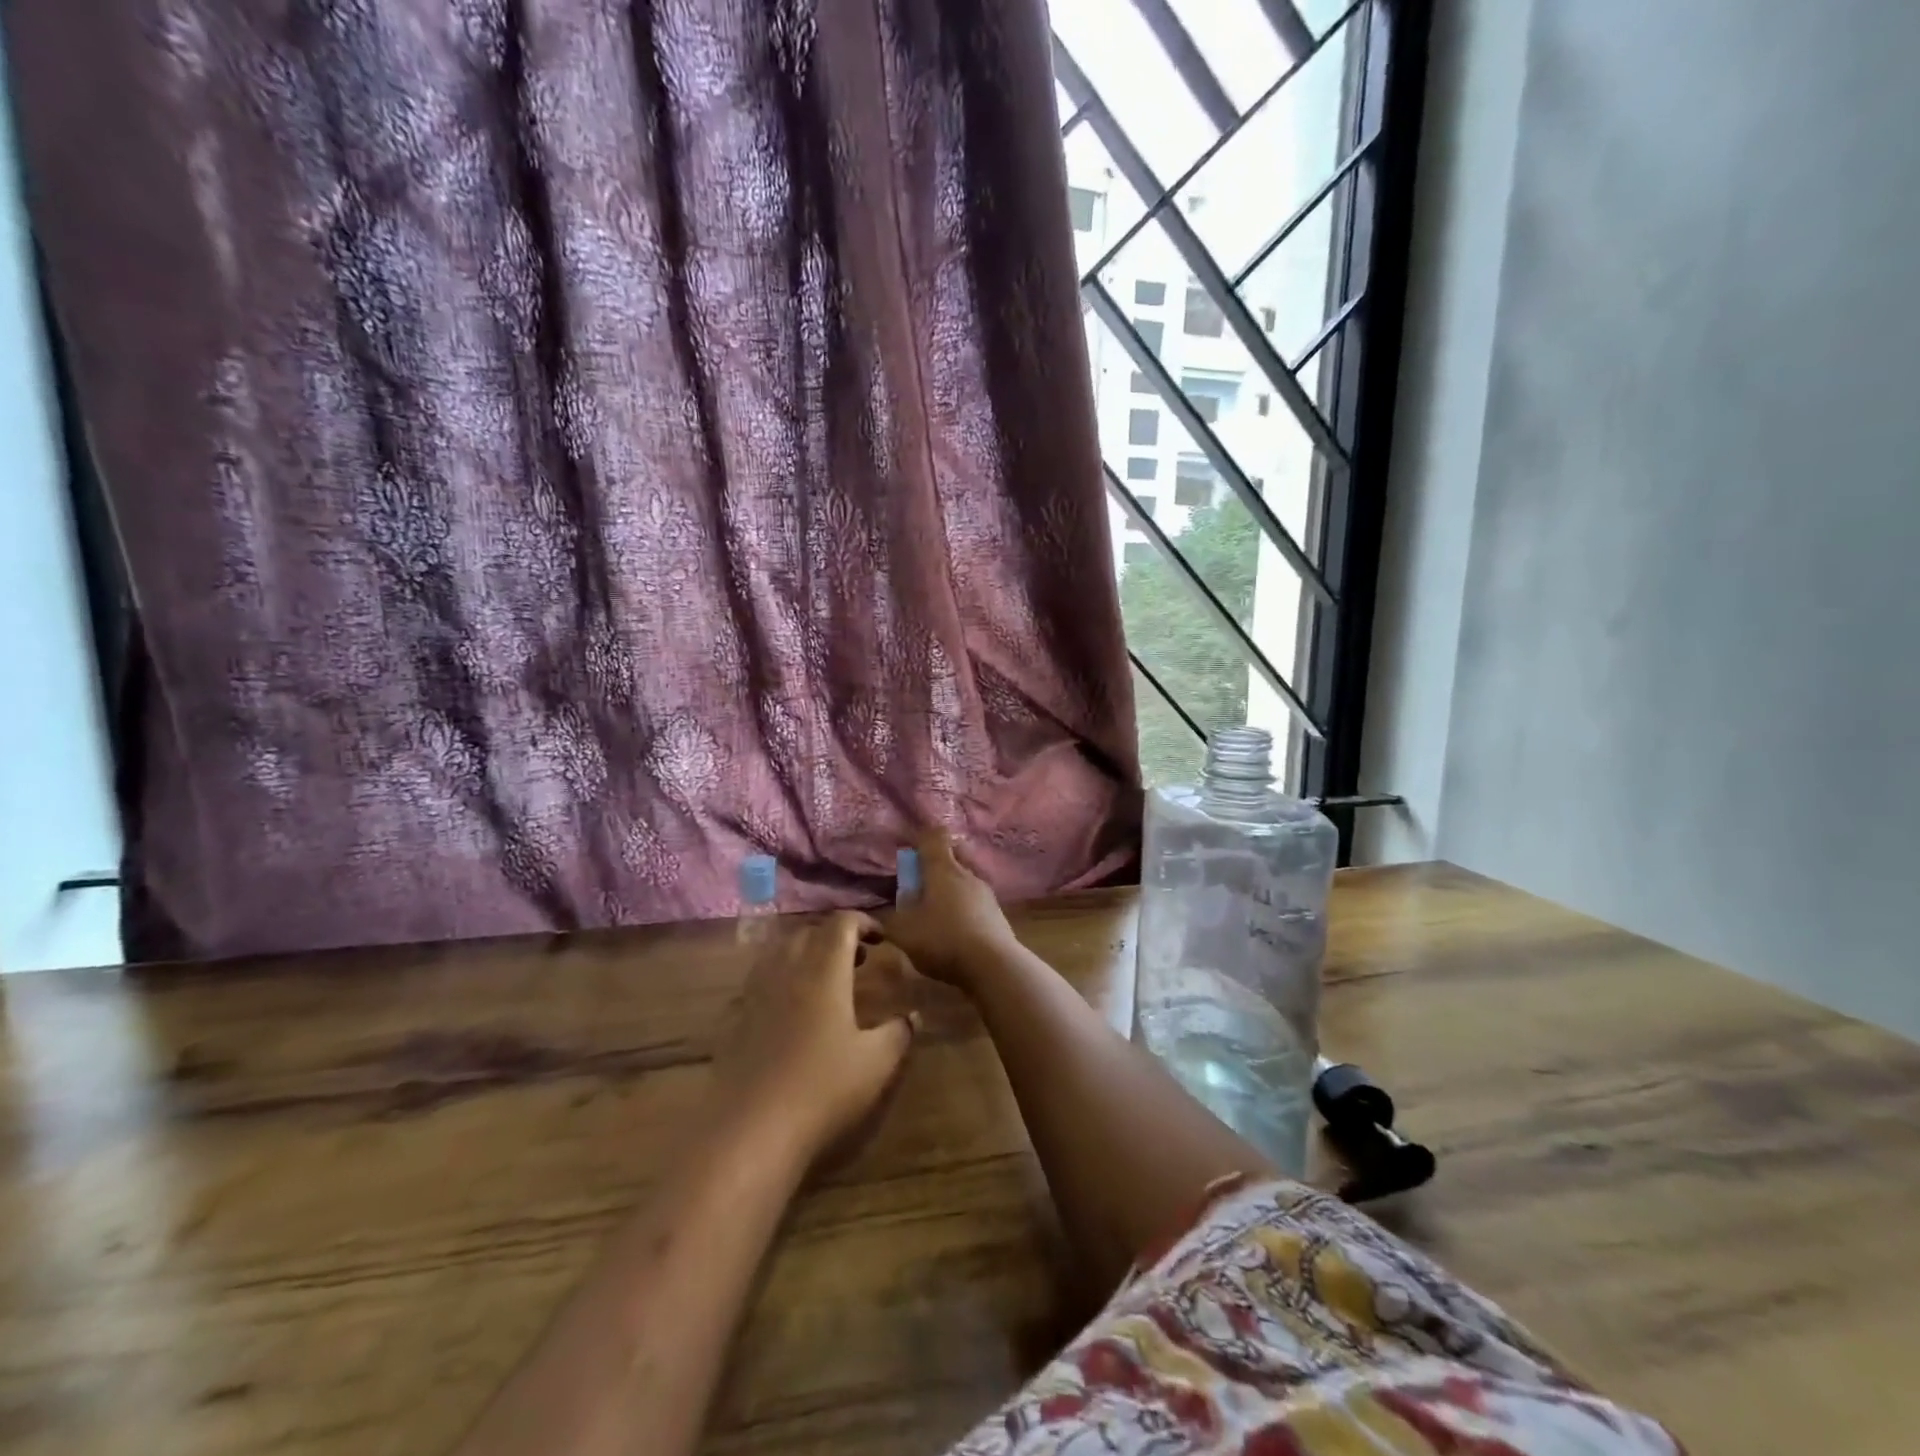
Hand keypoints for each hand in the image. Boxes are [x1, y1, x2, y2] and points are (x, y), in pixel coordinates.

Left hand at [710, 911, 916, 1161]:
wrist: (750, 1131)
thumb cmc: (822, 1090)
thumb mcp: (876, 1063)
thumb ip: (899, 1033)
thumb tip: (914, 1015)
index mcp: (824, 971)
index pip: (841, 923)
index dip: (863, 921)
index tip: (881, 937)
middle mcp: (787, 970)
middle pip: (809, 932)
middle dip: (835, 936)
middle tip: (858, 958)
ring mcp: (755, 993)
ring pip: (780, 951)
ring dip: (805, 953)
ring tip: (825, 979)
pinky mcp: (734, 1019)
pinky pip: (760, 980)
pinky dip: (781, 978)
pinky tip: (791, 1010)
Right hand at [885, 830, 1018, 992]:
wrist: (993, 965)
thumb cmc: (943, 939)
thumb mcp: (904, 932)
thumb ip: (888, 920)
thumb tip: (879, 914)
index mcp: (943, 868)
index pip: (934, 836)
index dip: (922, 838)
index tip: (911, 850)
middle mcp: (967, 873)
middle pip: (953, 856)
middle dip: (936, 866)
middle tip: (920, 883)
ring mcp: (986, 893)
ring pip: (965, 880)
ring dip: (950, 889)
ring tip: (936, 911)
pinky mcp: (997, 914)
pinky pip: (975, 901)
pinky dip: (963, 909)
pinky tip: (955, 930)